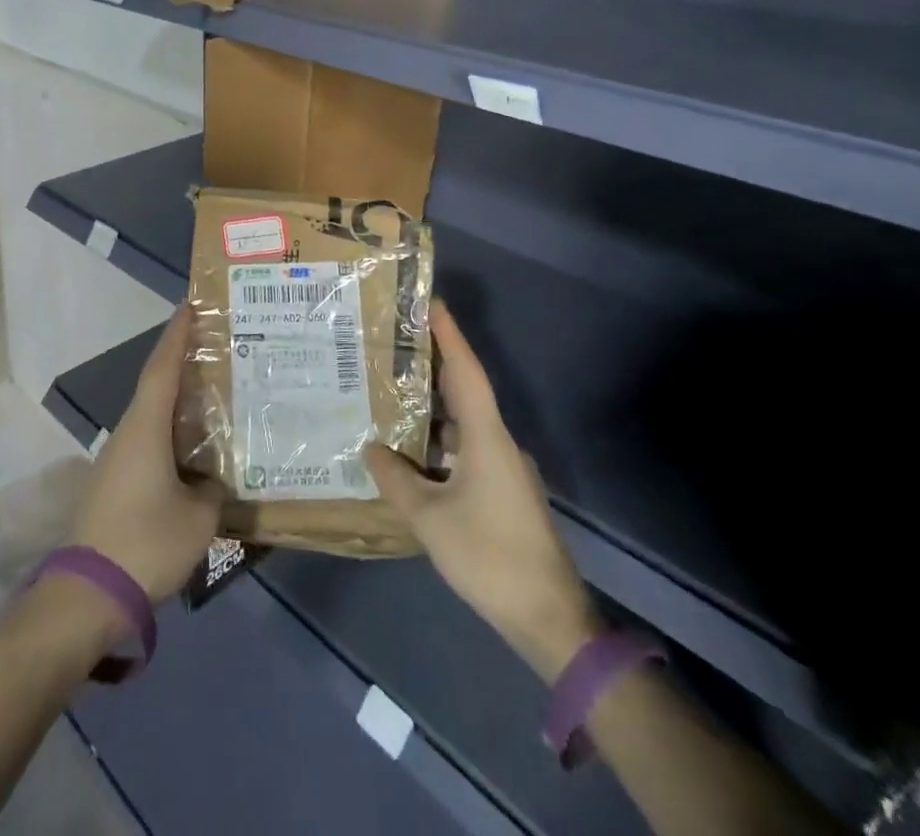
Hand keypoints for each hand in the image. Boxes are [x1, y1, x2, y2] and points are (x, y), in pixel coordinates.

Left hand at [69, 303, 225, 603]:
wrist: (87, 595)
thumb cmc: (146, 542)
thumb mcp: (198, 518)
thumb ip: (215, 491)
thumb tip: (217, 481)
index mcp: (145, 427)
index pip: (163, 367)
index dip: (178, 334)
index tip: (192, 305)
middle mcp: (128, 433)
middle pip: (157, 386)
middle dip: (185, 364)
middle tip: (219, 349)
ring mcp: (117, 459)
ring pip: (153, 417)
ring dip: (180, 403)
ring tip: (215, 396)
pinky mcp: (115, 484)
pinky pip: (149, 443)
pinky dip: (173, 434)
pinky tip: (195, 449)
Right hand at [364, 303, 602, 679]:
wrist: (549, 617)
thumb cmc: (489, 555)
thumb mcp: (430, 518)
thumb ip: (396, 479)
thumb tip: (371, 448)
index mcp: (487, 438)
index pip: (466, 372)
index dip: (449, 335)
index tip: (431, 301)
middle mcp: (499, 443)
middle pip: (465, 390)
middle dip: (435, 362)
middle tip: (397, 340)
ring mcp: (504, 469)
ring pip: (464, 423)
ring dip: (433, 407)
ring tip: (393, 392)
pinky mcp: (503, 492)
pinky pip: (466, 449)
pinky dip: (440, 440)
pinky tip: (412, 451)